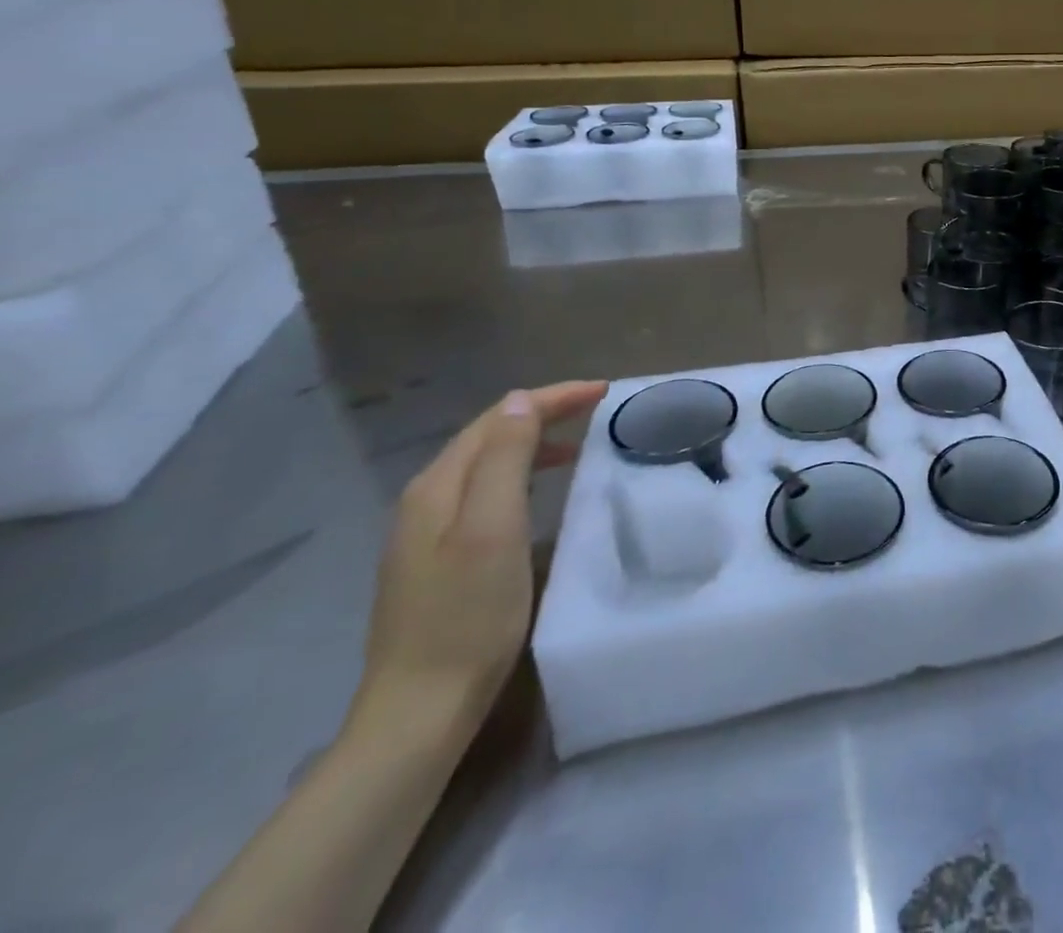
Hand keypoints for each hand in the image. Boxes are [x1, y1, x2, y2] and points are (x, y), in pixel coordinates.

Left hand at [351, 381, 606, 741]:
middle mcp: (426, 500)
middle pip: (488, 436)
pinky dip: (519, 475)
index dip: (551, 398)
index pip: (498, 418)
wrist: (419, 712)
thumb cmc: (467, 616)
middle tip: (596, 408)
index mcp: (438, 486)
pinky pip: (483, 493)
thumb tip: (520, 402)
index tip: (602, 392)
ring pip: (485, 464)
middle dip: (542, 412)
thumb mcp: (493, 529)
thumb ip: (504, 460)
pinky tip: (538, 492)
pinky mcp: (437, 560)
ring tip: (577, 444)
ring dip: (531, 443)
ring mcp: (426, 533)